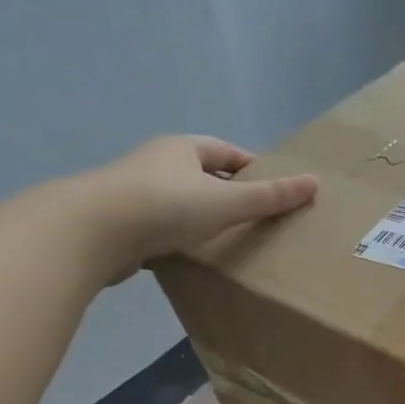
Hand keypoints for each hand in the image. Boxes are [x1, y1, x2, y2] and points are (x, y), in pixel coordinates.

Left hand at [80, 136, 317, 280]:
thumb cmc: (165, 206)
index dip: (254, 168)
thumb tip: (314, 183)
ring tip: (231, 241)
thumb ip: (270, 196)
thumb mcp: (227, 201)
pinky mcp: (121, 223)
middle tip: (259, 218)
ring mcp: (135, 192)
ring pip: (181, 202)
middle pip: (204, 175)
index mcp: (183, 148)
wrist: (90, 231)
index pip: (227, 152)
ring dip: (204, 217)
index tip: (276, 191)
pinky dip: (181, 237)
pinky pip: (162, 226)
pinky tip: (194, 256)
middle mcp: (157, 163)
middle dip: (230, 193)